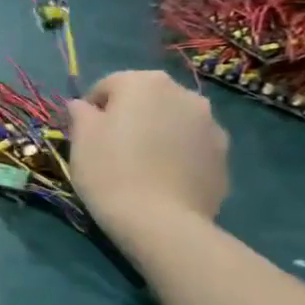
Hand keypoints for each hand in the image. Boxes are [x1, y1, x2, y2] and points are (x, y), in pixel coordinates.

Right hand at [66, 70, 229, 235]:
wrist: (161, 222)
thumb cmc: (110, 171)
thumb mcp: (80, 139)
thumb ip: (81, 113)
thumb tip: (83, 106)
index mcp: (144, 83)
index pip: (109, 85)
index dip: (92, 108)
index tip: (84, 134)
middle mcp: (184, 94)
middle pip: (146, 99)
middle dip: (130, 116)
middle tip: (112, 147)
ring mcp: (211, 125)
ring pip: (172, 121)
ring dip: (157, 132)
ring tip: (141, 165)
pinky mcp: (224, 155)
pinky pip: (192, 146)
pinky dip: (178, 154)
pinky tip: (163, 179)